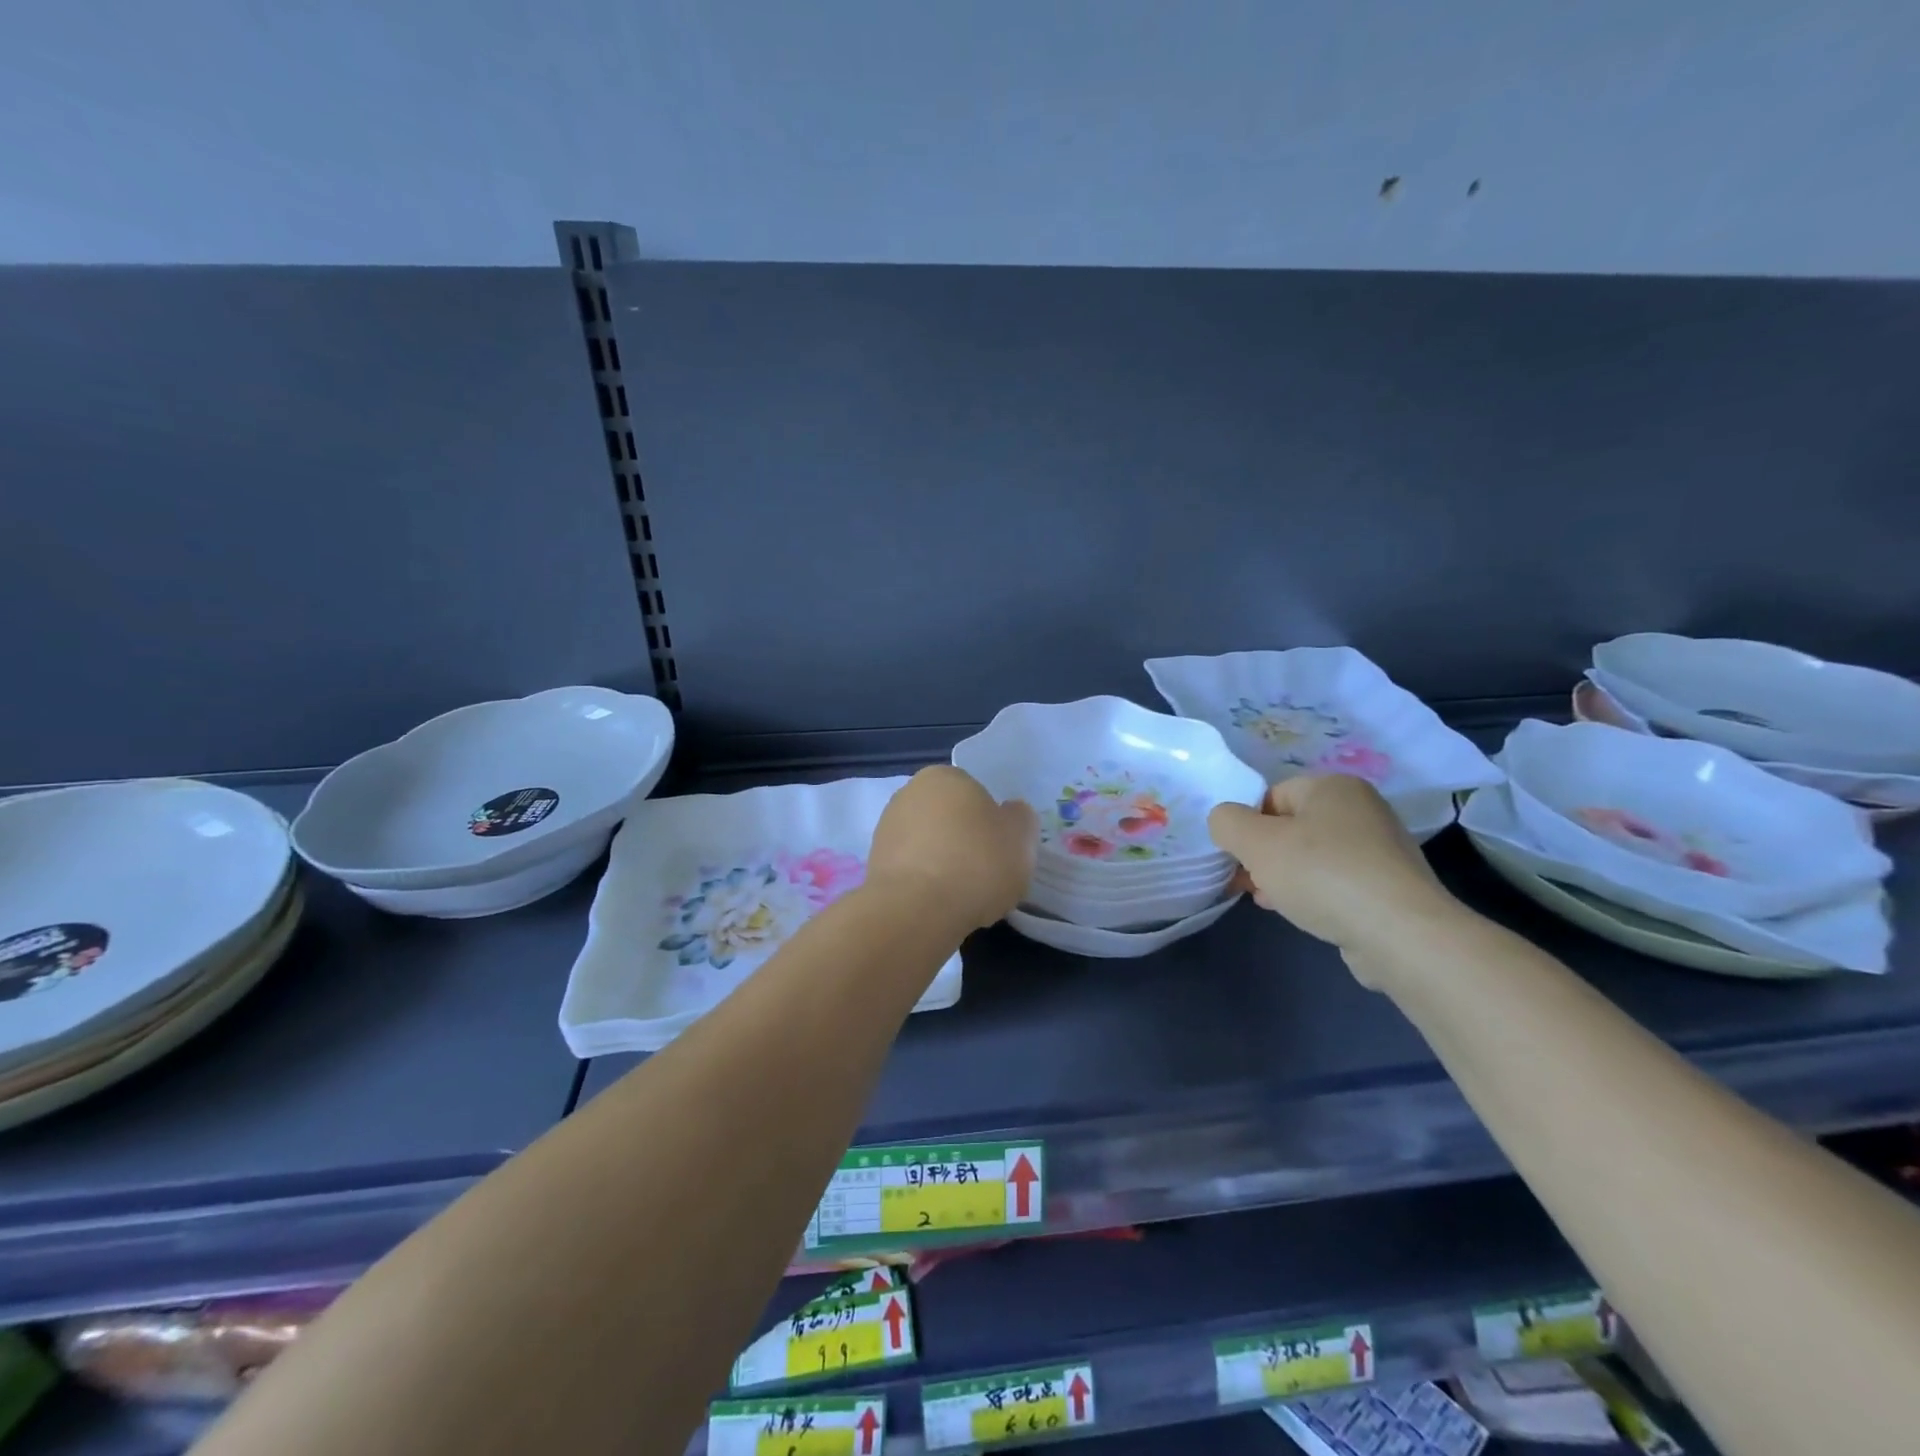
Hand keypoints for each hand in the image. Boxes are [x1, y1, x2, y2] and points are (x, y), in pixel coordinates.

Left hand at [867, 766, 1037, 933]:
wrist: (917, 910)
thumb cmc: (977, 863)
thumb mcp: (1022, 837)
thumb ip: (1019, 818)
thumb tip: (1009, 814)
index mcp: (945, 776)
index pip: (975, 794)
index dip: (991, 823)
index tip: (1000, 851)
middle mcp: (910, 793)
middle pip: (949, 818)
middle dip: (964, 841)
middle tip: (984, 873)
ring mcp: (887, 829)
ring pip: (928, 845)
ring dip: (943, 863)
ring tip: (962, 896)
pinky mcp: (874, 865)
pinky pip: (912, 870)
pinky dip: (925, 884)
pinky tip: (939, 905)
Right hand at [1207, 774, 1466, 983]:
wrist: (1400, 934)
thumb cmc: (1321, 874)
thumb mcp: (1255, 842)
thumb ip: (1226, 822)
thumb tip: (1225, 821)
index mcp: (1334, 786)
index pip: (1271, 795)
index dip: (1247, 825)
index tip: (1237, 857)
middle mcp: (1362, 809)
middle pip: (1291, 827)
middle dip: (1264, 855)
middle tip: (1249, 882)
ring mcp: (1381, 849)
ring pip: (1312, 857)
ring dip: (1284, 877)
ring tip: (1272, 902)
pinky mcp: (1390, 886)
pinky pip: (1337, 882)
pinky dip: (1315, 894)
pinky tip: (1304, 915)